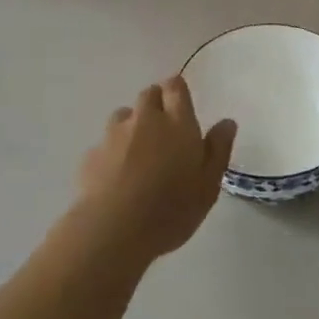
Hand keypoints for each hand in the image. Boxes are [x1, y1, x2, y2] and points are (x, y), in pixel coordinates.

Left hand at [76, 77, 235, 263]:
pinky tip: (116, 176)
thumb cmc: (171, 208)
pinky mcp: (91, 155)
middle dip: (156, 104)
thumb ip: (218, 149)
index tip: (181, 103)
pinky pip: (104, 143)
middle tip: (165, 130)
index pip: (175, 87)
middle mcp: (145, 119)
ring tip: (138, 152)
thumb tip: (226, 122)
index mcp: (177, 122)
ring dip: (132, 125)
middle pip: (149, 94)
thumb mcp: (209, 184)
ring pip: (123, 116)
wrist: (114, 231)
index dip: (177, 90)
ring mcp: (114, 135)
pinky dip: (112, 152)